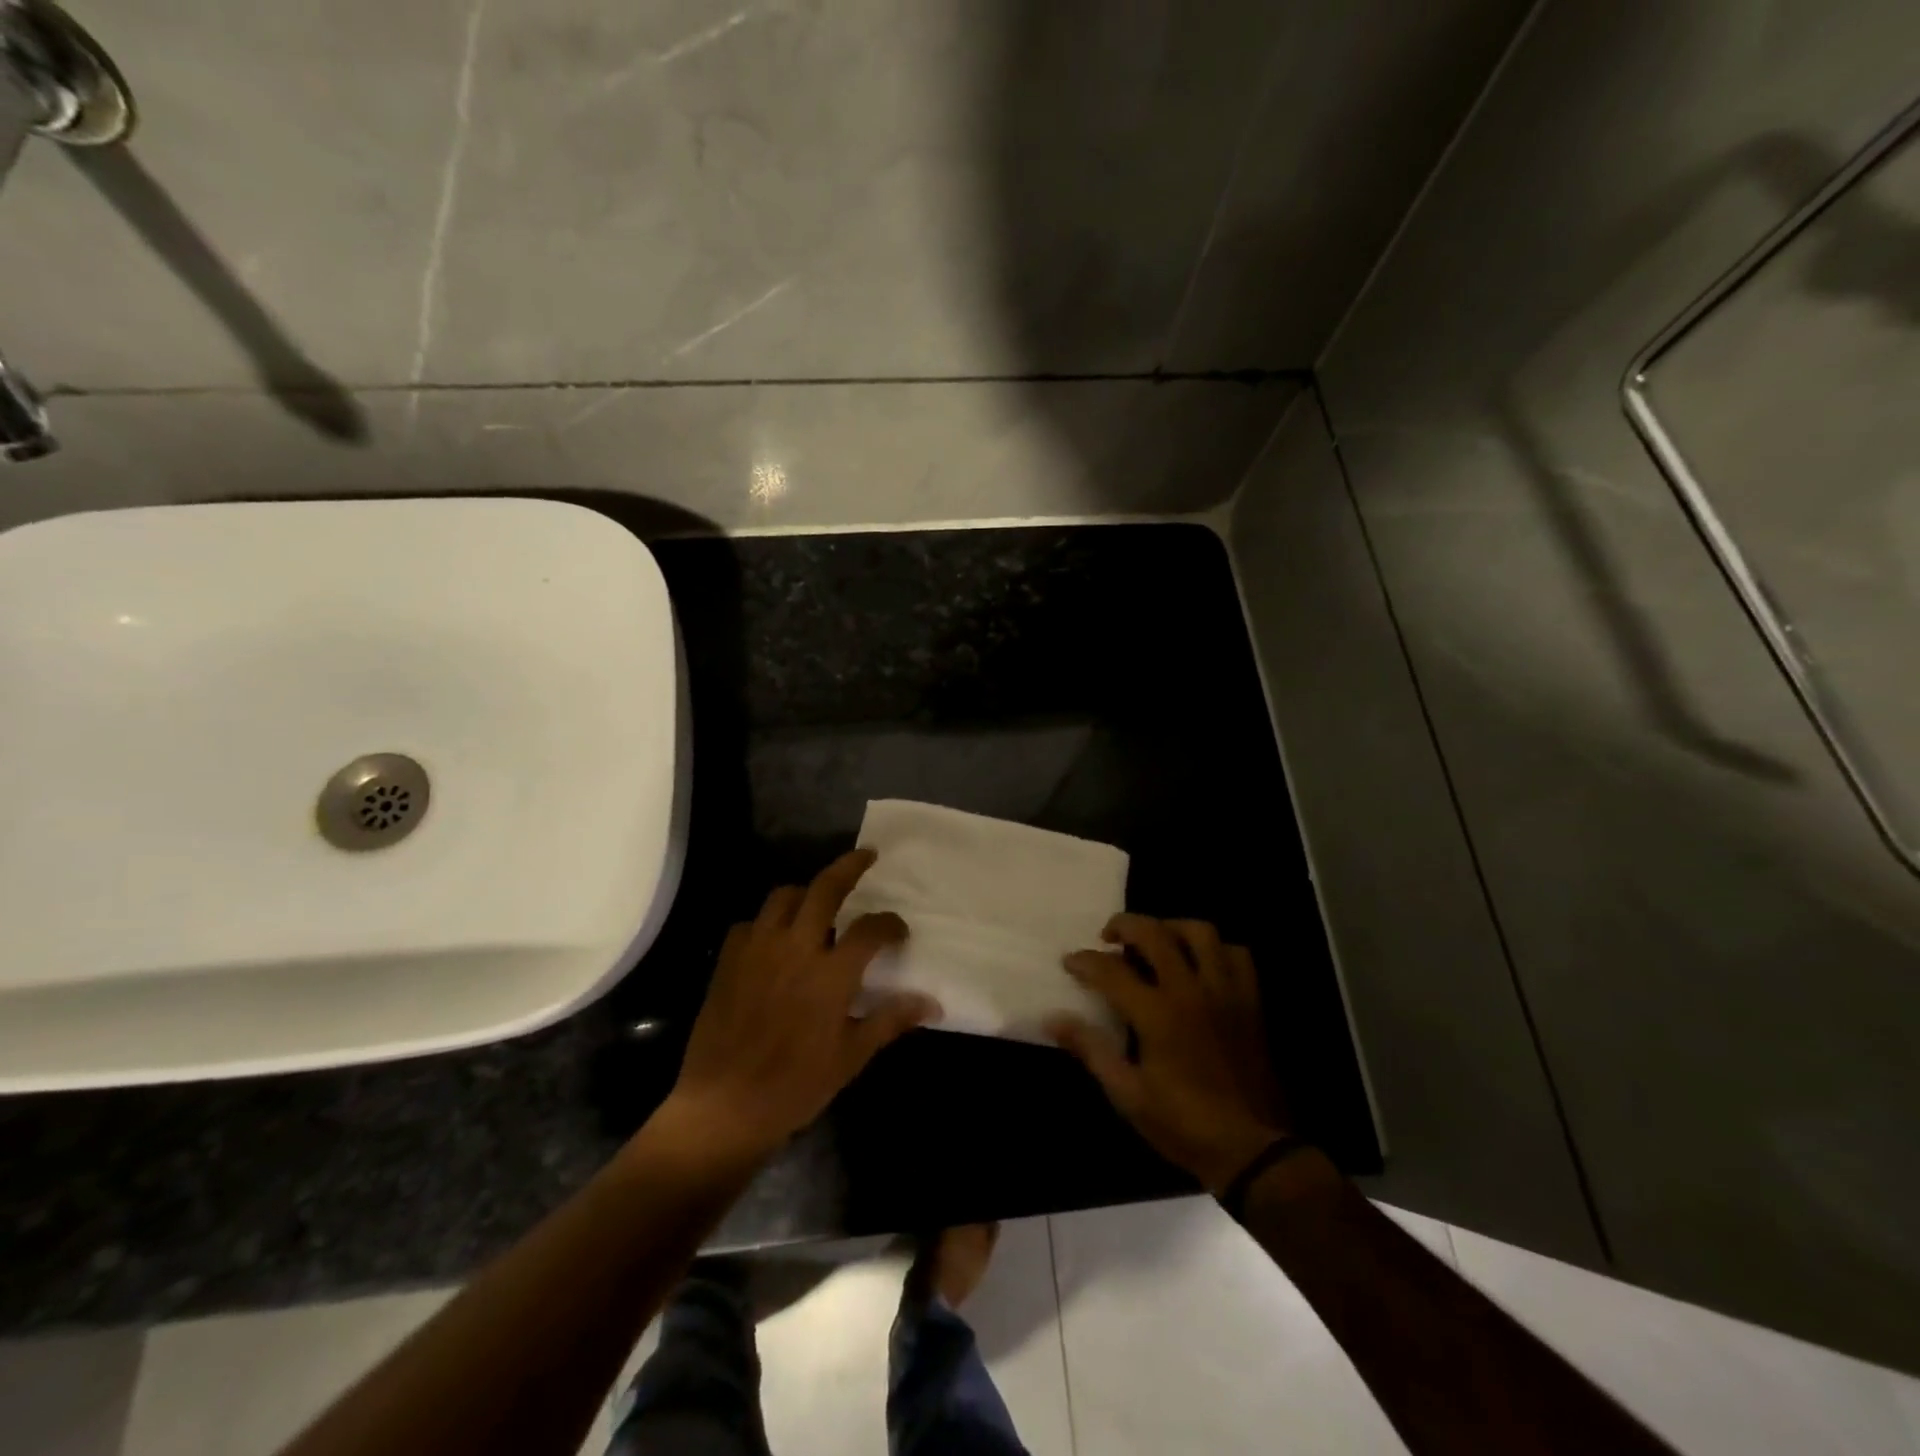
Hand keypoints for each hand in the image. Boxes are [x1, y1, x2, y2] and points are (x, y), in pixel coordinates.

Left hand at [665, 850, 938, 1160]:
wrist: (724, 1106)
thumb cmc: (795, 1085)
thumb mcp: (851, 1056)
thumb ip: (890, 1019)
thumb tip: (933, 1003)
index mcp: (831, 973)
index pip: (870, 929)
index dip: (890, 924)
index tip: (899, 930)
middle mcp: (796, 948)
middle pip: (825, 889)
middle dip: (849, 866)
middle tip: (866, 856)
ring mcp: (758, 950)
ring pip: (783, 897)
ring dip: (805, 892)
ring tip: (817, 902)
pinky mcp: (728, 961)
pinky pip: (749, 924)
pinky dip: (767, 923)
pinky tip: (774, 941)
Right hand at [1046, 915, 1289, 1194]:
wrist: (1253, 1150)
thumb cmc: (1183, 1125)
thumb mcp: (1127, 1095)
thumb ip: (1091, 1049)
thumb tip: (1053, 1018)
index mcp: (1157, 1014)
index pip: (1111, 970)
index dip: (1085, 961)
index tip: (1069, 962)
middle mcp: (1191, 991)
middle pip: (1155, 933)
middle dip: (1124, 925)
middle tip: (1108, 935)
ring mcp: (1225, 992)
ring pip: (1201, 932)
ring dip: (1171, 927)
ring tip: (1156, 940)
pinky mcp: (1251, 1001)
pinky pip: (1237, 955)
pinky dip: (1216, 949)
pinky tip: (1201, 963)